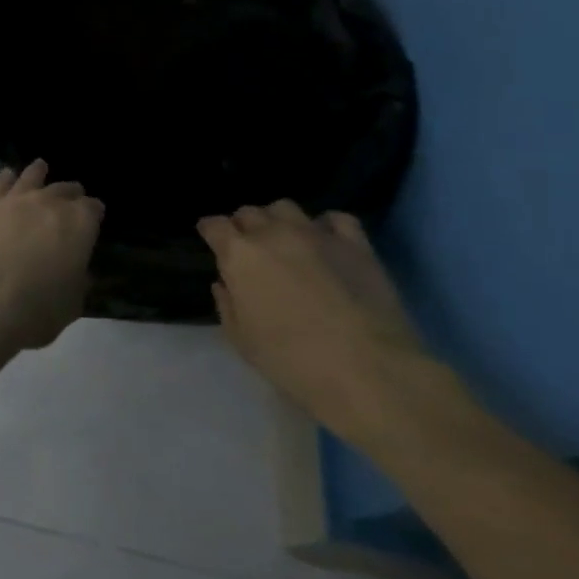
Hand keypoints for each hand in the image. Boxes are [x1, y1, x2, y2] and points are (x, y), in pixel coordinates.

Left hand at [0, 161, 103, 352]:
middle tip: (72, 194)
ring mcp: (12, 200)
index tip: (94, 216)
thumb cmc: (33, 309)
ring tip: (40, 167)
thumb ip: (76, 283)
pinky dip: (5, 179)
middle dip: (70, 193)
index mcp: (78, 225)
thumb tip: (78, 273)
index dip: (94, 213)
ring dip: (37, 173)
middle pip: (63, 190)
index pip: (93, 209)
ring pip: (30, 178)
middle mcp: (47, 203)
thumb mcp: (70, 305)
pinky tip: (6, 177)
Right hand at [199, 201, 439, 439]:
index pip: (213, 225)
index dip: (210, 231)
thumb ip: (228, 305)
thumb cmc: (292, 360)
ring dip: (278, 220)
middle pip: (249, 212)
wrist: (368, 371)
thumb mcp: (242, 341)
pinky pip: (337, 219)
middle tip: (249, 248)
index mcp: (239, 255)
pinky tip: (327, 242)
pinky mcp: (356, 245)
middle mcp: (273, 234)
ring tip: (285, 241)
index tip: (212, 241)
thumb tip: (225, 284)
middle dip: (243, 226)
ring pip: (286, 208)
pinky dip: (326, 226)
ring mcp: (316, 235)